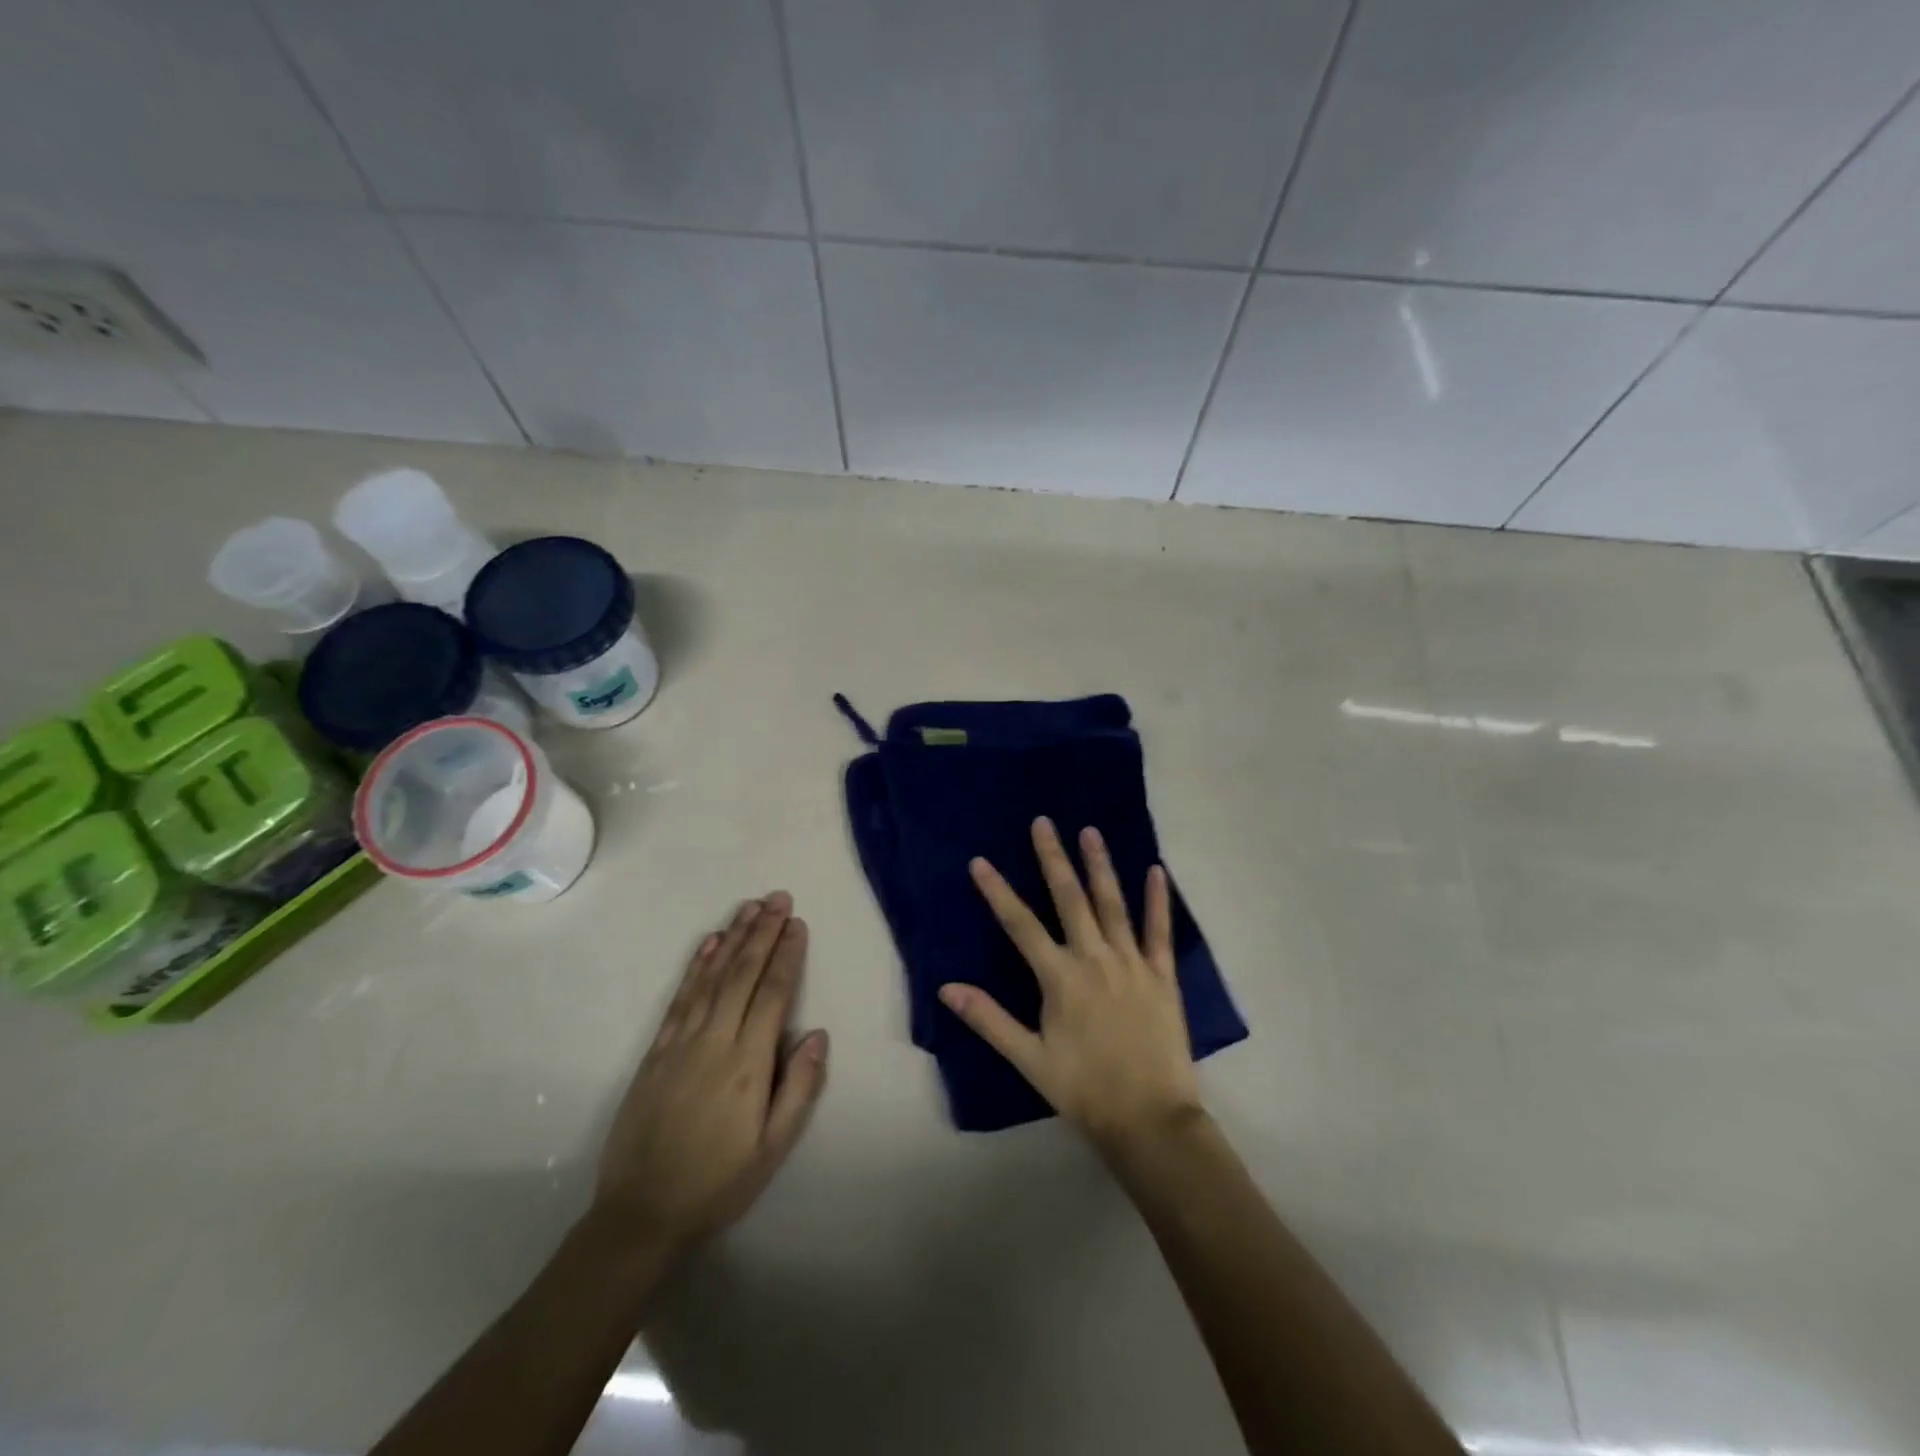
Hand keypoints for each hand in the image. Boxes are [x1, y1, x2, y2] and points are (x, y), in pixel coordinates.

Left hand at [590, 892, 828, 1255]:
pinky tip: (710, 943)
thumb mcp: (773, 1148)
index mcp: (748, 1063)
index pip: (773, 994)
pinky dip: (697, 965)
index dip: (786, 955)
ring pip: (713, 977)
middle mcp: (715, 1041)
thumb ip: (799, 1088)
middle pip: (743, 974)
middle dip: (763, 932)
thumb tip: (818, 1034)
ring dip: (733, 937)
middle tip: (778, 898)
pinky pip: (681, 997)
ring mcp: (681, 1042)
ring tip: (750, 907)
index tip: (797, 924)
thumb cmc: (718, 1181)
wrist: (641, 1213)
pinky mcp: (656, 1050)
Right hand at [940, 818, 1202, 1156]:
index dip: (998, 892)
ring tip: (1090, 831)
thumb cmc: (1084, 1090)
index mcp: (1060, 978)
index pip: (1020, 925)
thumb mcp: (1029, 1060)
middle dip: (1052, 859)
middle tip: (1043, 823)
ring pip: (1113, 904)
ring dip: (1100, 866)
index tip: (981, 862)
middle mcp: (1095, 958)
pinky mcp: (1162, 975)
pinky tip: (1157, 871)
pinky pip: (1160, 931)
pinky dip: (1158, 901)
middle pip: (1069, 899)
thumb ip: (989, 1020)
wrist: (1151, 1119)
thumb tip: (946, 988)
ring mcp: (1132, 963)